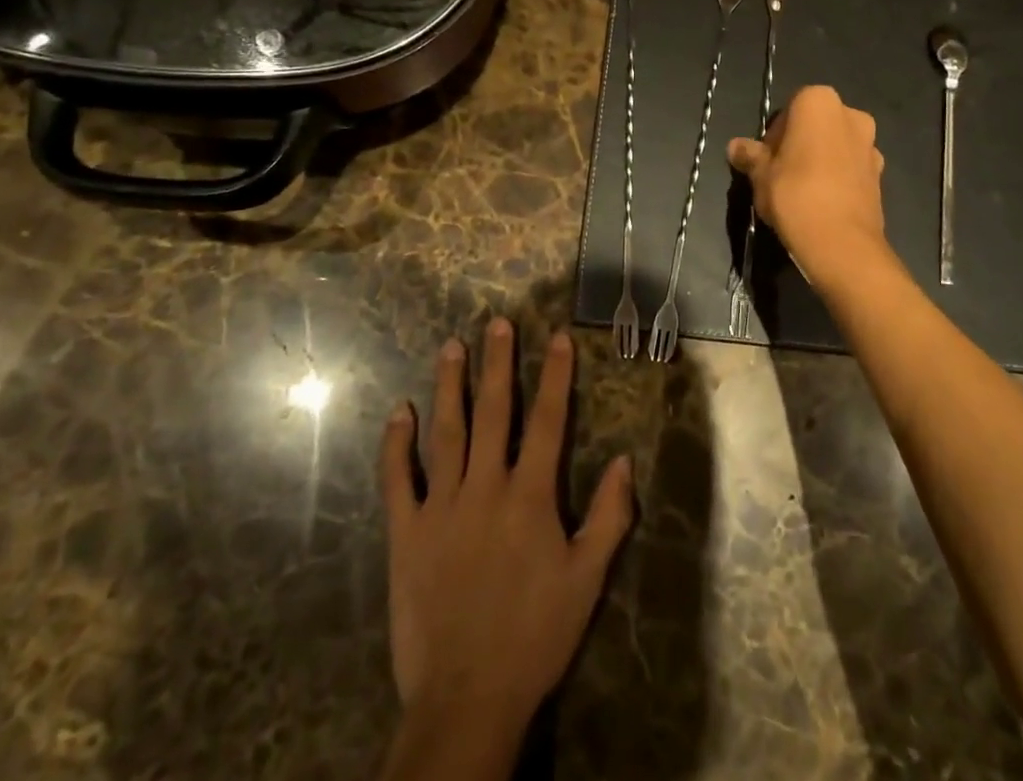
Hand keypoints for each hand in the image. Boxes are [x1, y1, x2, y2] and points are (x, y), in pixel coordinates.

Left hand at [378, 319, 633, 778]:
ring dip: (449, 386)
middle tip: (497, 323)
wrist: (467, 698)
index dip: (556, 375)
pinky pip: (398, 479)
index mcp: (530, 495)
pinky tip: (399, 412)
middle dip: (498, 364)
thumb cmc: (535, 635)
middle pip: (494, 412)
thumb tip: (625, 458)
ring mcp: (441, 507)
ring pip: (446, 432)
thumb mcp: (587, 579)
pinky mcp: (406, 532)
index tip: (557, 337)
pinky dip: (396, 444)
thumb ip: (610, 516)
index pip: (549, 420)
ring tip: (451, 347)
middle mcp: (485, 487)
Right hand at [727, 85, 889, 283]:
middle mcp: (851, 114)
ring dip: (821, 159)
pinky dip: (839, 177)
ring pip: (836, 145)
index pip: (789, 108)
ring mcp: (871, 144)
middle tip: (781, 173)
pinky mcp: (881, 174)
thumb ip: (750, 156)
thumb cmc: (794, 194)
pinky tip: (822, 202)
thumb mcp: (760, 174)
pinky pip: (851, 167)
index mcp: (818, 102)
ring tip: (802, 190)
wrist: (841, 243)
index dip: (774, 134)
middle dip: (800, 143)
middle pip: (816, 124)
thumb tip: (735, 146)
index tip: (766, 158)